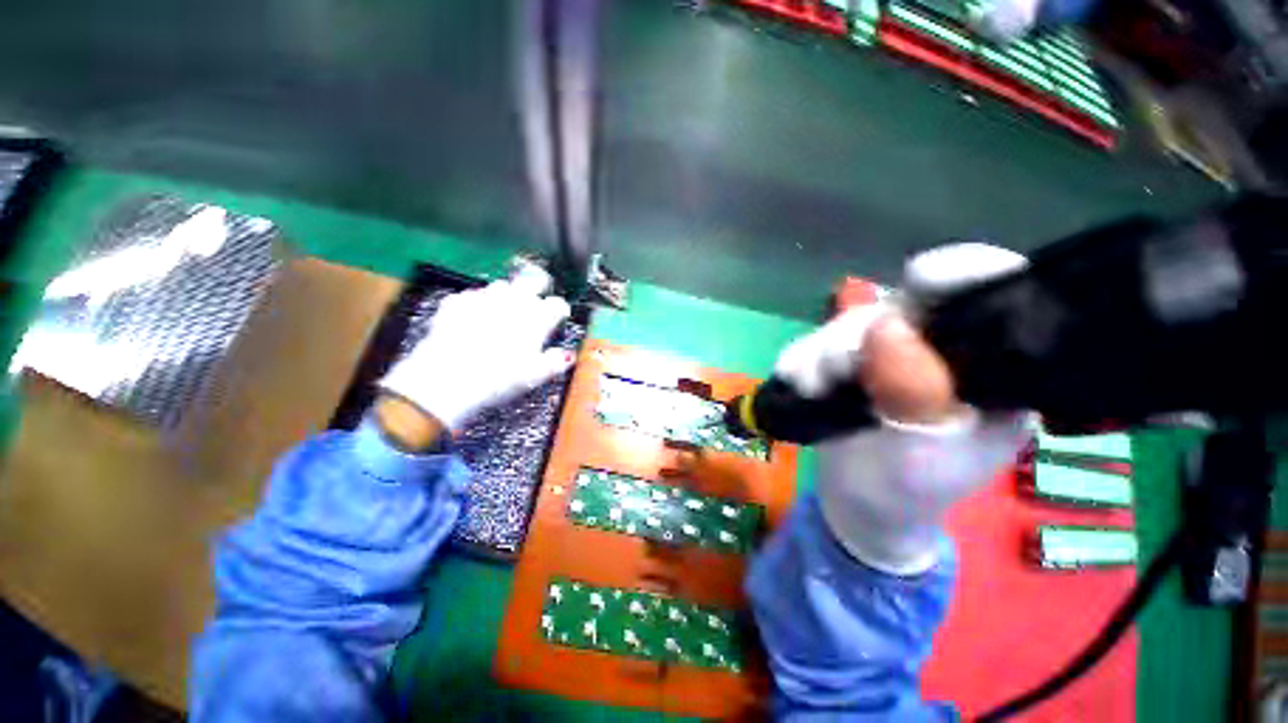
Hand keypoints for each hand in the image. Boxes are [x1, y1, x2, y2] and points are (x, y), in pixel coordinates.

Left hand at [378, 274, 572, 436]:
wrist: (447, 377)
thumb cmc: (499, 378)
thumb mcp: (534, 376)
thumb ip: (555, 362)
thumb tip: (567, 356)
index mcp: (536, 318)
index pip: (557, 304)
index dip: (560, 310)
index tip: (560, 316)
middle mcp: (513, 301)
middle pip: (532, 280)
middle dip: (539, 286)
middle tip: (538, 296)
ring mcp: (483, 297)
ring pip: (502, 285)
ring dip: (508, 294)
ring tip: (506, 308)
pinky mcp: (457, 301)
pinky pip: (473, 294)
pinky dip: (478, 302)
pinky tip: (475, 316)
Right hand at [776, 243, 1030, 573]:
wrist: (858, 508)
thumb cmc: (904, 493)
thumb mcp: (918, 458)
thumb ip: (912, 399)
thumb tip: (888, 327)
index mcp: (991, 372)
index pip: (995, 300)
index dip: (966, 275)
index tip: (921, 277)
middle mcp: (941, 352)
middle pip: (905, 306)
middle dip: (860, 334)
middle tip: (831, 372)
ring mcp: (890, 353)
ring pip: (853, 321)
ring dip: (822, 351)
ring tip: (810, 387)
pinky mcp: (849, 361)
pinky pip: (819, 340)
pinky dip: (802, 358)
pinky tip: (799, 384)